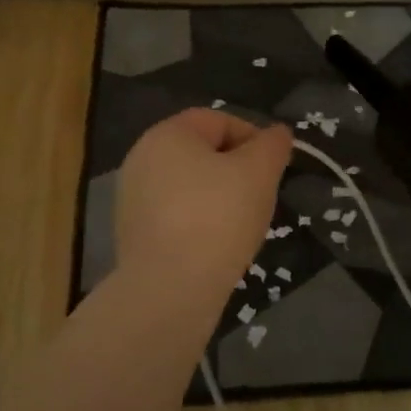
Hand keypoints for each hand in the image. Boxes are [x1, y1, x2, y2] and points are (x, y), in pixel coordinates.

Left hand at [116, 109, 292, 307]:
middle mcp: (142, 158)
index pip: (219, 121)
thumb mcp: (258, 173)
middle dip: (236, 170)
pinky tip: (216, 246)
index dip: (253, 138)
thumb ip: (272, 146)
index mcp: (168, 134)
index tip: (274, 168)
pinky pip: (175, 215)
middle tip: (261, 196)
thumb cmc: (217, 218)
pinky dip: (198, 222)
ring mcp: (133, 197)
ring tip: (241, 224)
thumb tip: (278, 134)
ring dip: (219, 198)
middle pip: (202, 153)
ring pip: (189, 186)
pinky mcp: (133, 232)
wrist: (169, 289)